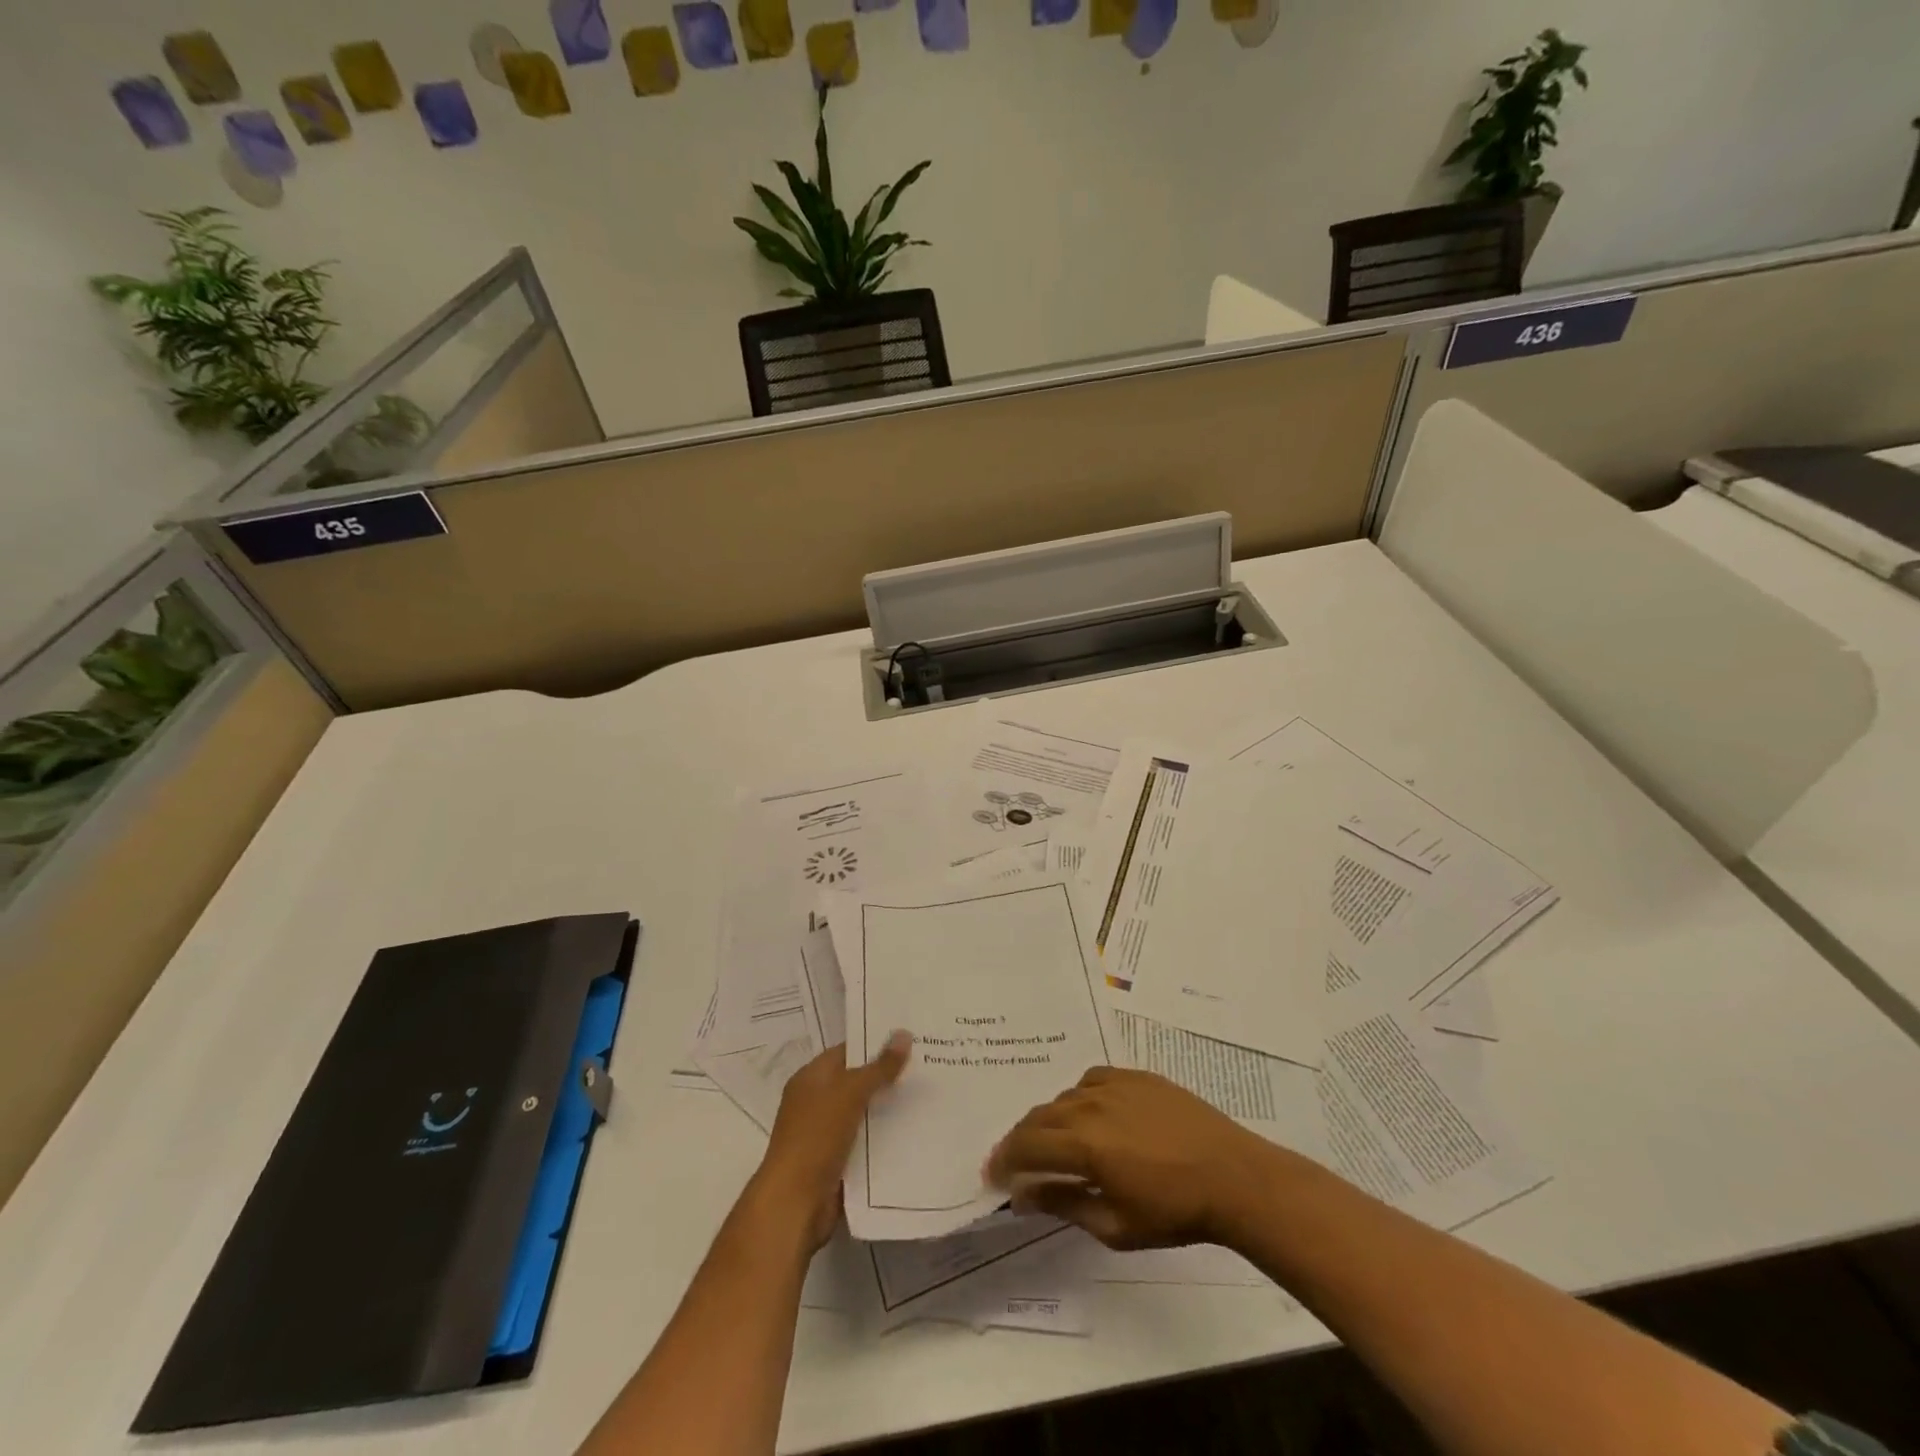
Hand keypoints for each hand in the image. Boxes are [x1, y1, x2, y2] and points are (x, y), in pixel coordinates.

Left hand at [755, 1031, 910, 1249]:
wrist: (794, 1205)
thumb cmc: (815, 1138)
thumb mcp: (849, 1094)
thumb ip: (879, 1067)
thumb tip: (904, 1033)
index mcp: (811, 1078)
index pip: (847, 1051)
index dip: (875, 1044)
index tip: (910, 1040)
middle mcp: (816, 1102)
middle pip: (857, 1082)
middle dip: (888, 1077)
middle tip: (928, 1066)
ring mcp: (826, 1134)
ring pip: (865, 1114)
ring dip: (890, 1110)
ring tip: (929, 1097)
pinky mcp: (837, 1163)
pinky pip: (866, 1144)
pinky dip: (885, 1140)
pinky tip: (915, 1134)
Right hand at [985, 1067, 1269, 1249]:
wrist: (1232, 1175)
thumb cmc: (1174, 1212)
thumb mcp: (1115, 1225)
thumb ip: (1064, 1204)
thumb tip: (1024, 1194)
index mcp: (1084, 1144)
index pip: (1027, 1146)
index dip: (1004, 1160)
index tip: (992, 1174)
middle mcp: (1091, 1105)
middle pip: (1039, 1117)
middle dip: (1021, 1140)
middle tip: (1016, 1161)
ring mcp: (1115, 1084)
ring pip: (1065, 1097)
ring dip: (1051, 1120)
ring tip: (1057, 1142)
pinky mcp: (1136, 1075)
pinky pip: (1092, 1080)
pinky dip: (1080, 1098)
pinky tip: (1092, 1115)